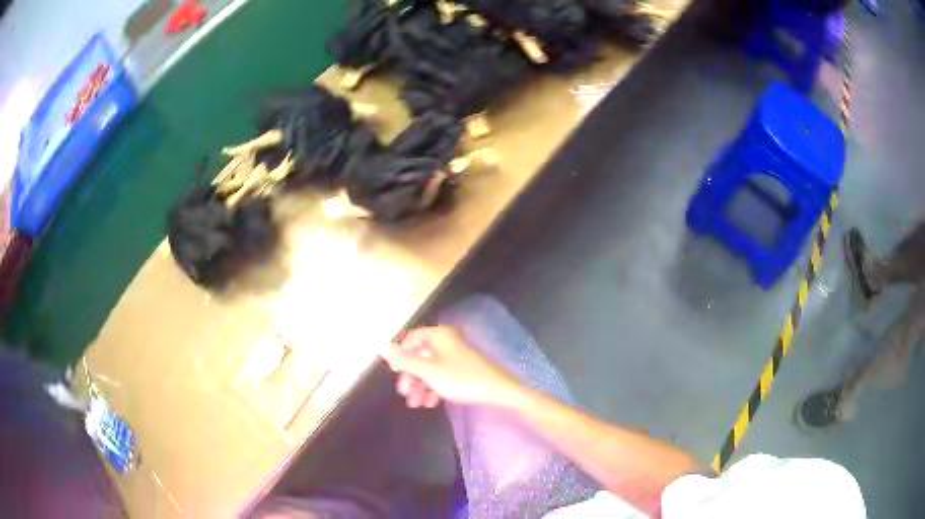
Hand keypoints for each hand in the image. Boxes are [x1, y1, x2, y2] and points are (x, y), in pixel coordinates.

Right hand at [381, 326, 522, 408]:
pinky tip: (430, 404)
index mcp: (439, 335)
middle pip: (420, 356)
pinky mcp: (463, 370)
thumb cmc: (461, 378)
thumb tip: (381, 346)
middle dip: (410, 376)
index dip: (401, 354)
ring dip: (420, 386)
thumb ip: (404, 360)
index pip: (411, 338)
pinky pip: (442, 376)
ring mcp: (456, 356)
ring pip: (430, 369)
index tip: (394, 373)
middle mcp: (447, 342)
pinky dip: (434, 388)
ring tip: (415, 404)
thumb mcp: (429, 372)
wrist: (499, 392)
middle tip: (404, 394)